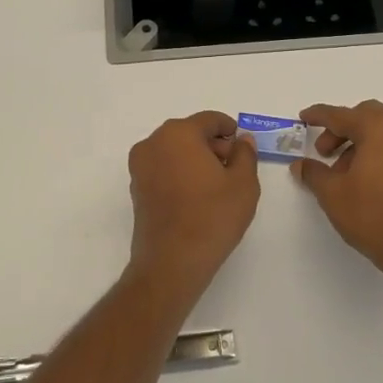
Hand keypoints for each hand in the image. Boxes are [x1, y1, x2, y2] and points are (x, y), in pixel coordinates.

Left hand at [127, 111, 260, 298]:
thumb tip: (242, 140)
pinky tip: (197, 197)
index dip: (230, 130)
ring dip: (196, 160)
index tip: (243, 147)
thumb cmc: (212, 217)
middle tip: (234, 169)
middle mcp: (154, 142)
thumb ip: (245, 154)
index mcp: (179, 133)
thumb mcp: (243, 184)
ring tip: (217, 186)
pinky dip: (180, 173)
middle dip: (213, 146)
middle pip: (190, 133)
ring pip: (175, 151)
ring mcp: (140, 166)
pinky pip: (163, 168)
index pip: (209, 120)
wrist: (172, 262)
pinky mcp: (136, 187)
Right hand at [293, 101, 382, 288]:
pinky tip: (361, 178)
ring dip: (357, 142)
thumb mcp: (332, 193)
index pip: (342, 115)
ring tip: (340, 172)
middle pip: (365, 116)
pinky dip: (375, 151)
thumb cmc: (373, 215)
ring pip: (381, 130)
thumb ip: (313, 172)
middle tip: (323, 152)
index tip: (303, 118)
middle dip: (340, 129)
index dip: (319, 116)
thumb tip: (300, 164)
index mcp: (380, 128)